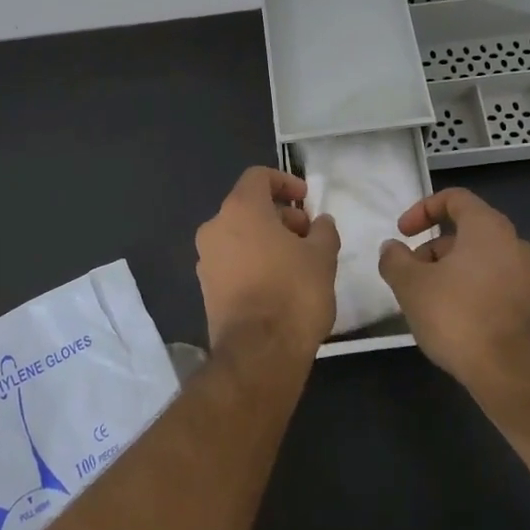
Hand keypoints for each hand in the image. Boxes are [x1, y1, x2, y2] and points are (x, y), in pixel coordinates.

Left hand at [195, 167, 339, 356]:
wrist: (259, 353)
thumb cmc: (293, 292)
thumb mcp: (322, 256)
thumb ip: (323, 231)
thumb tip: (320, 222)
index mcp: (240, 209)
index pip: (258, 177)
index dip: (285, 182)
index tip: (306, 199)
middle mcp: (215, 227)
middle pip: (248, 207)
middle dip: (280, 216)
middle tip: (308, 235)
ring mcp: (206, 259)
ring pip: (239, 235)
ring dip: (267, 239)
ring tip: (298, 261)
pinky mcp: (206, 288)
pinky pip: (232, 261)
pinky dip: (254, 261)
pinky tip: (279, 283)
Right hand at [377, 187, 529, 391]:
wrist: (512, 373)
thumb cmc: (457, 315)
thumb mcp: (410, 285)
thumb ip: (395, 259)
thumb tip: (392, 248)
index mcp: (489, 228)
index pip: (455, 198)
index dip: (423, 209)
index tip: (403, 233)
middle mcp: (517, 244)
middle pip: (468, 232)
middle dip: (434, 249)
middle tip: (411, 274)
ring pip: (483, 261)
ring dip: (453, 272)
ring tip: (429, 301)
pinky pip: (498, 287)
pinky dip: (474, 292)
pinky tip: (456, 320)